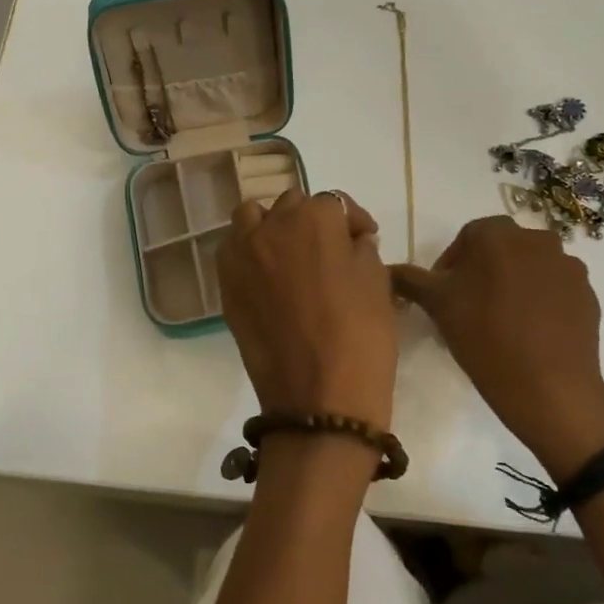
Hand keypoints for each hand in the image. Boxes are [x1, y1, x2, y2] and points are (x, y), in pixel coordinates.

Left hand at [219, 189, 396, 434]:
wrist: (318, 400)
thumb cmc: (360, 337)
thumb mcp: (378, 282)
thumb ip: (361, 248)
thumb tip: (350, 239)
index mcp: (315, 218)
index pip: (334, 203)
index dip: (353, 221)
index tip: (363, 239)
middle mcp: (272, 225)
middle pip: (292, 205)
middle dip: (312, 221)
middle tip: (330, 251)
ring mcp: (242, 254)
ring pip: (253, 217)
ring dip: (273, 226)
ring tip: (290, 254)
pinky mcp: (226, 284)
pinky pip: (234, 249)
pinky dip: (249, 251)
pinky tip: (268, 276)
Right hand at [391, 216, 603, 478]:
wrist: (551, 388)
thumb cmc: (485, 337)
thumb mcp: (436, 305)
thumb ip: (409, 279)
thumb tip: (387, 268)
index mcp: (498, 233)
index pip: (467, 237)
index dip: (451, 265)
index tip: (444, 296)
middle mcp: (537, 239)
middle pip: (501, 250)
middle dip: (483, 272)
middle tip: (468, 308)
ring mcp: (568, 266)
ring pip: (529, 268)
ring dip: (513, 285)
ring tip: (500, 322)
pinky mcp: (588, 295)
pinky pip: (554, 289)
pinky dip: (540, 302)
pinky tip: (528, 333)